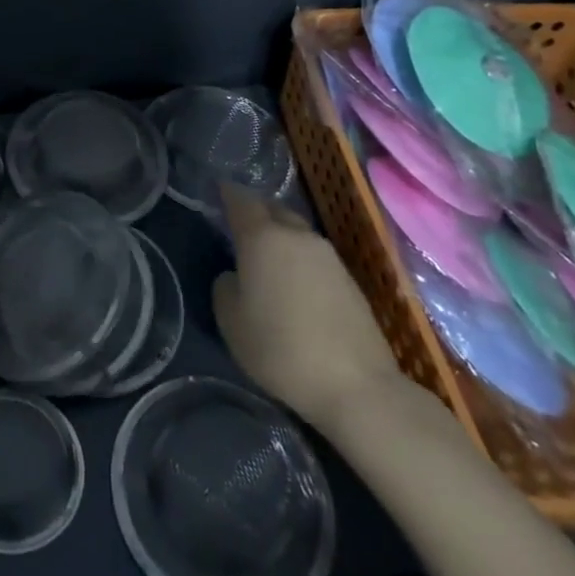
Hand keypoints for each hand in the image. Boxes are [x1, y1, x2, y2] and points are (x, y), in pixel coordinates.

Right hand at [212, 184, 403, 431]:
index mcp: (263, 238)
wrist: (356, 386)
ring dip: (279, 237)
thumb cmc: (280, 349)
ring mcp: (328, 256)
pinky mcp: (350, 280)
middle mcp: (297, 236)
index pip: (241, 200)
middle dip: (256, 212)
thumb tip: (236, 275)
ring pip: (296, 232)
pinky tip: (293, 282)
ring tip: (265, 256)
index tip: (217, 189)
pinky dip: (298, 259)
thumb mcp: (231, 322)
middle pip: (273, 210)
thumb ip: (225, 287)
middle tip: (239, 225)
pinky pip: (314, 256)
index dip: (227, 192)